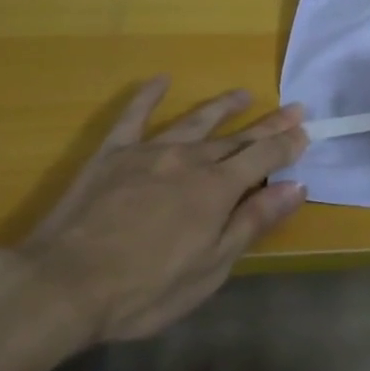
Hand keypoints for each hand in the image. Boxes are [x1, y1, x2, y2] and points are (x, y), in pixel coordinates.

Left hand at [0, 80, 308, 350]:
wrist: (64, 284)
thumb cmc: (145, 289)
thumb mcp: (211, 267)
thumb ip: (253, 221)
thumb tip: (296, 186)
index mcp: (216, 189)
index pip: (263, 158)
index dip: (286, 145)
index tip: (305, 132)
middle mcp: (189, 160)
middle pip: (236, 137)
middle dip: (268, 124)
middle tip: (294, 108)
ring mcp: (149, 152)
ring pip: (194, 121)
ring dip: (222, 107)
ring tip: (243, 94)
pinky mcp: (112, 154)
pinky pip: (133, 116)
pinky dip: (148, 96)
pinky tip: (160, 80)